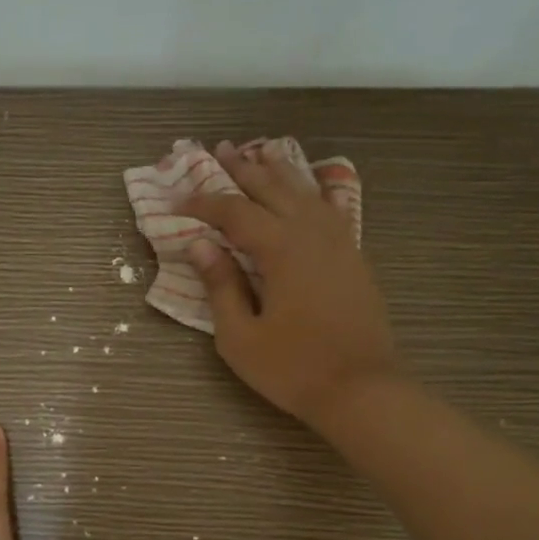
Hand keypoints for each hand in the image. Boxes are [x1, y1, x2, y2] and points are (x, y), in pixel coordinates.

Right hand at [178, 140, 398, 427]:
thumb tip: (200, 246)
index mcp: (281, 249)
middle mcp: (311, 233)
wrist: (362, 389)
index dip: (203, 203)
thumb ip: (220, 287)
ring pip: (304, 192)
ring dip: (278, 172)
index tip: (176, 200)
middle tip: (217, 151)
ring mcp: (339, 242)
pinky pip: (329, 208)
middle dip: (242, 169)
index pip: (234, 212)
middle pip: (272, 188)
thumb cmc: (293, 368)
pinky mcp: (353, 257)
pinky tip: (307, 189)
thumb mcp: (240, 337)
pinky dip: (311, 192)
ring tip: (258, 154)